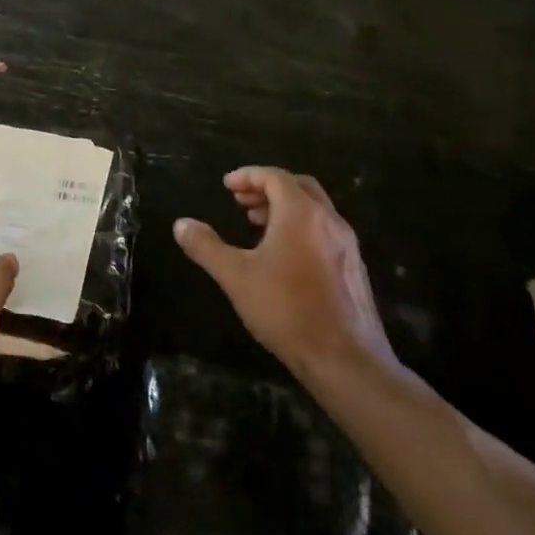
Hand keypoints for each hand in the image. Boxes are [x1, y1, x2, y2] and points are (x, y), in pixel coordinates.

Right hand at [174, 167, 397, 382]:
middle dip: (267, 187)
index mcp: (301, 214)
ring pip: (314, 209)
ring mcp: (346, 244)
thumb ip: (206, 247)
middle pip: (299, 186)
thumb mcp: (235, 277)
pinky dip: (301, 227)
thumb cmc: (286, 310)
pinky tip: (283, 256)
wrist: (345, 359)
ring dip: (285, 207)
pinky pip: (324, 230)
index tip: (226, 185)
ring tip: (257, 225)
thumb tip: (181, 224)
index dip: (248, 176)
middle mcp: (329, 220)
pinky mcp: (353, 267)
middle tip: (241, 201)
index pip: (275, 177)